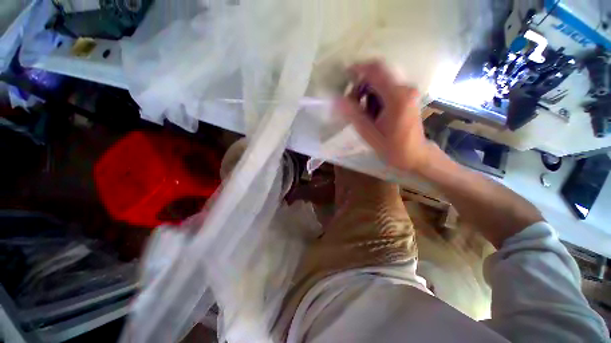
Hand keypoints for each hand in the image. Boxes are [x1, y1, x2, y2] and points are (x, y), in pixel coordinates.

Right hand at [336, 61, 433, 172]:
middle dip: (360, 86)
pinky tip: (371, 112)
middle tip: (350, 104)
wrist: (415, 155)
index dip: (358, 69)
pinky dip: (374, 96)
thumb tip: (336, 100)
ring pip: (381, 82)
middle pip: (378, 75)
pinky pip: (386, 89)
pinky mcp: (407, 97)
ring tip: (361, 112)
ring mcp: (408, 91)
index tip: (344, 76)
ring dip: (367, 92)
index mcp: (396, 96)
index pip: (376, 69)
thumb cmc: (392, 147)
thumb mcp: (369, 133)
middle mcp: (405, 88)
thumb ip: (353, 115)